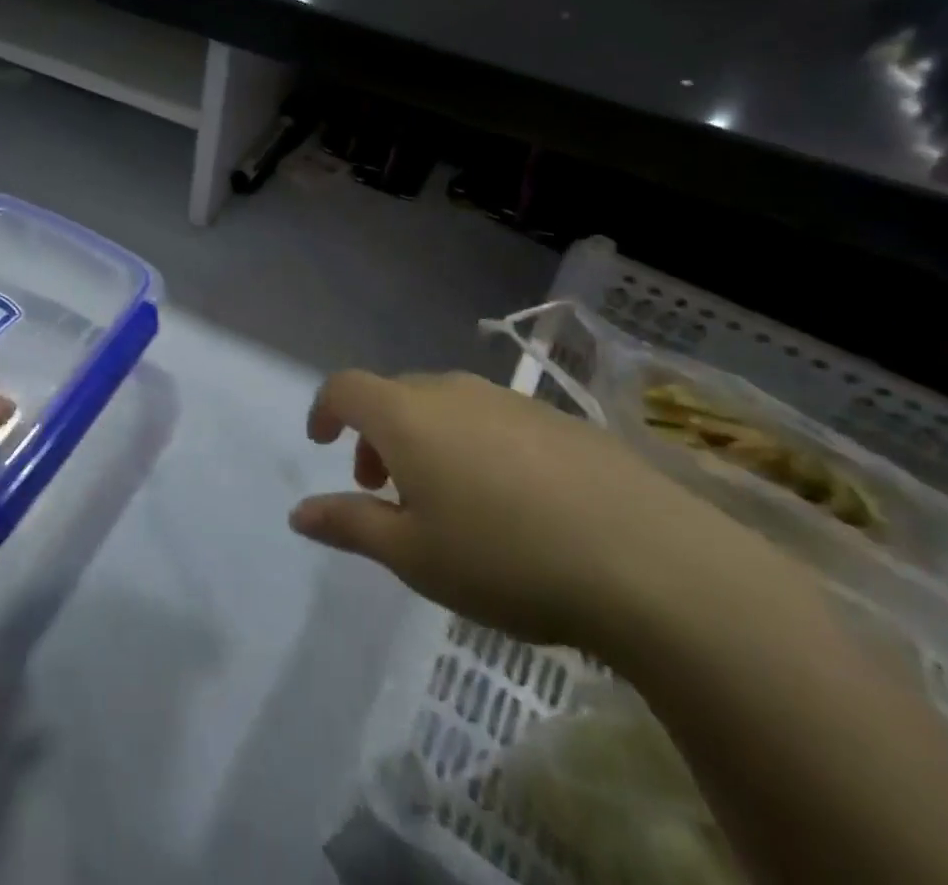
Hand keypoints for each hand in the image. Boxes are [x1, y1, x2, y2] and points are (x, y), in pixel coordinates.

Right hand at [289, 371, 792, 652]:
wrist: (648, 560)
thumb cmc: (506, 558)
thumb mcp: (414, 555)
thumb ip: (350, 525)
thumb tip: (298, 513)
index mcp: (408, 416)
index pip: (346, 387)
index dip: (325, 409)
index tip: (322, 443)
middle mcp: (452, 391)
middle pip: (395, 395)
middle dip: (376, 436)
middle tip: (384, 490)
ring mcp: (509, 401)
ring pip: (445, 406)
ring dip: (425, 440)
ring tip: (446, 500)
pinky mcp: (557, 419)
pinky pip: (492, 419)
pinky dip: (474, 444)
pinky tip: (510, 501)